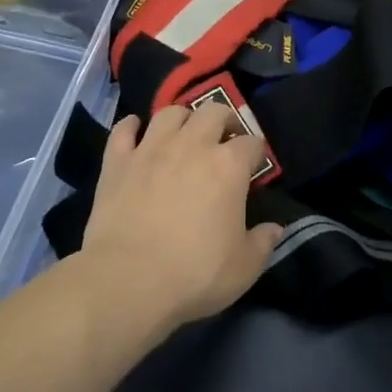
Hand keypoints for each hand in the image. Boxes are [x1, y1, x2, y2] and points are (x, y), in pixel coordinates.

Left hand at [79, 103, 282, 325]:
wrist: (128, 280)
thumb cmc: (195, 273)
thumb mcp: (244, 267)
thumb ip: (263, 243)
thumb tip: (275, 229)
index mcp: (229, 166)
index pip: (252, 143)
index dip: (257, 152)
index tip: (255, 165)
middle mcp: (192, 145)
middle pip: (214, 111)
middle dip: (224, 120)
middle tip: (224, 139)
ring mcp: (151, 149)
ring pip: (170, 113)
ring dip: (182, 119)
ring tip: (183, 134)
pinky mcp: (117, 161)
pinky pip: (123, 130)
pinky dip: (131, 126)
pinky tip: (135, 131)